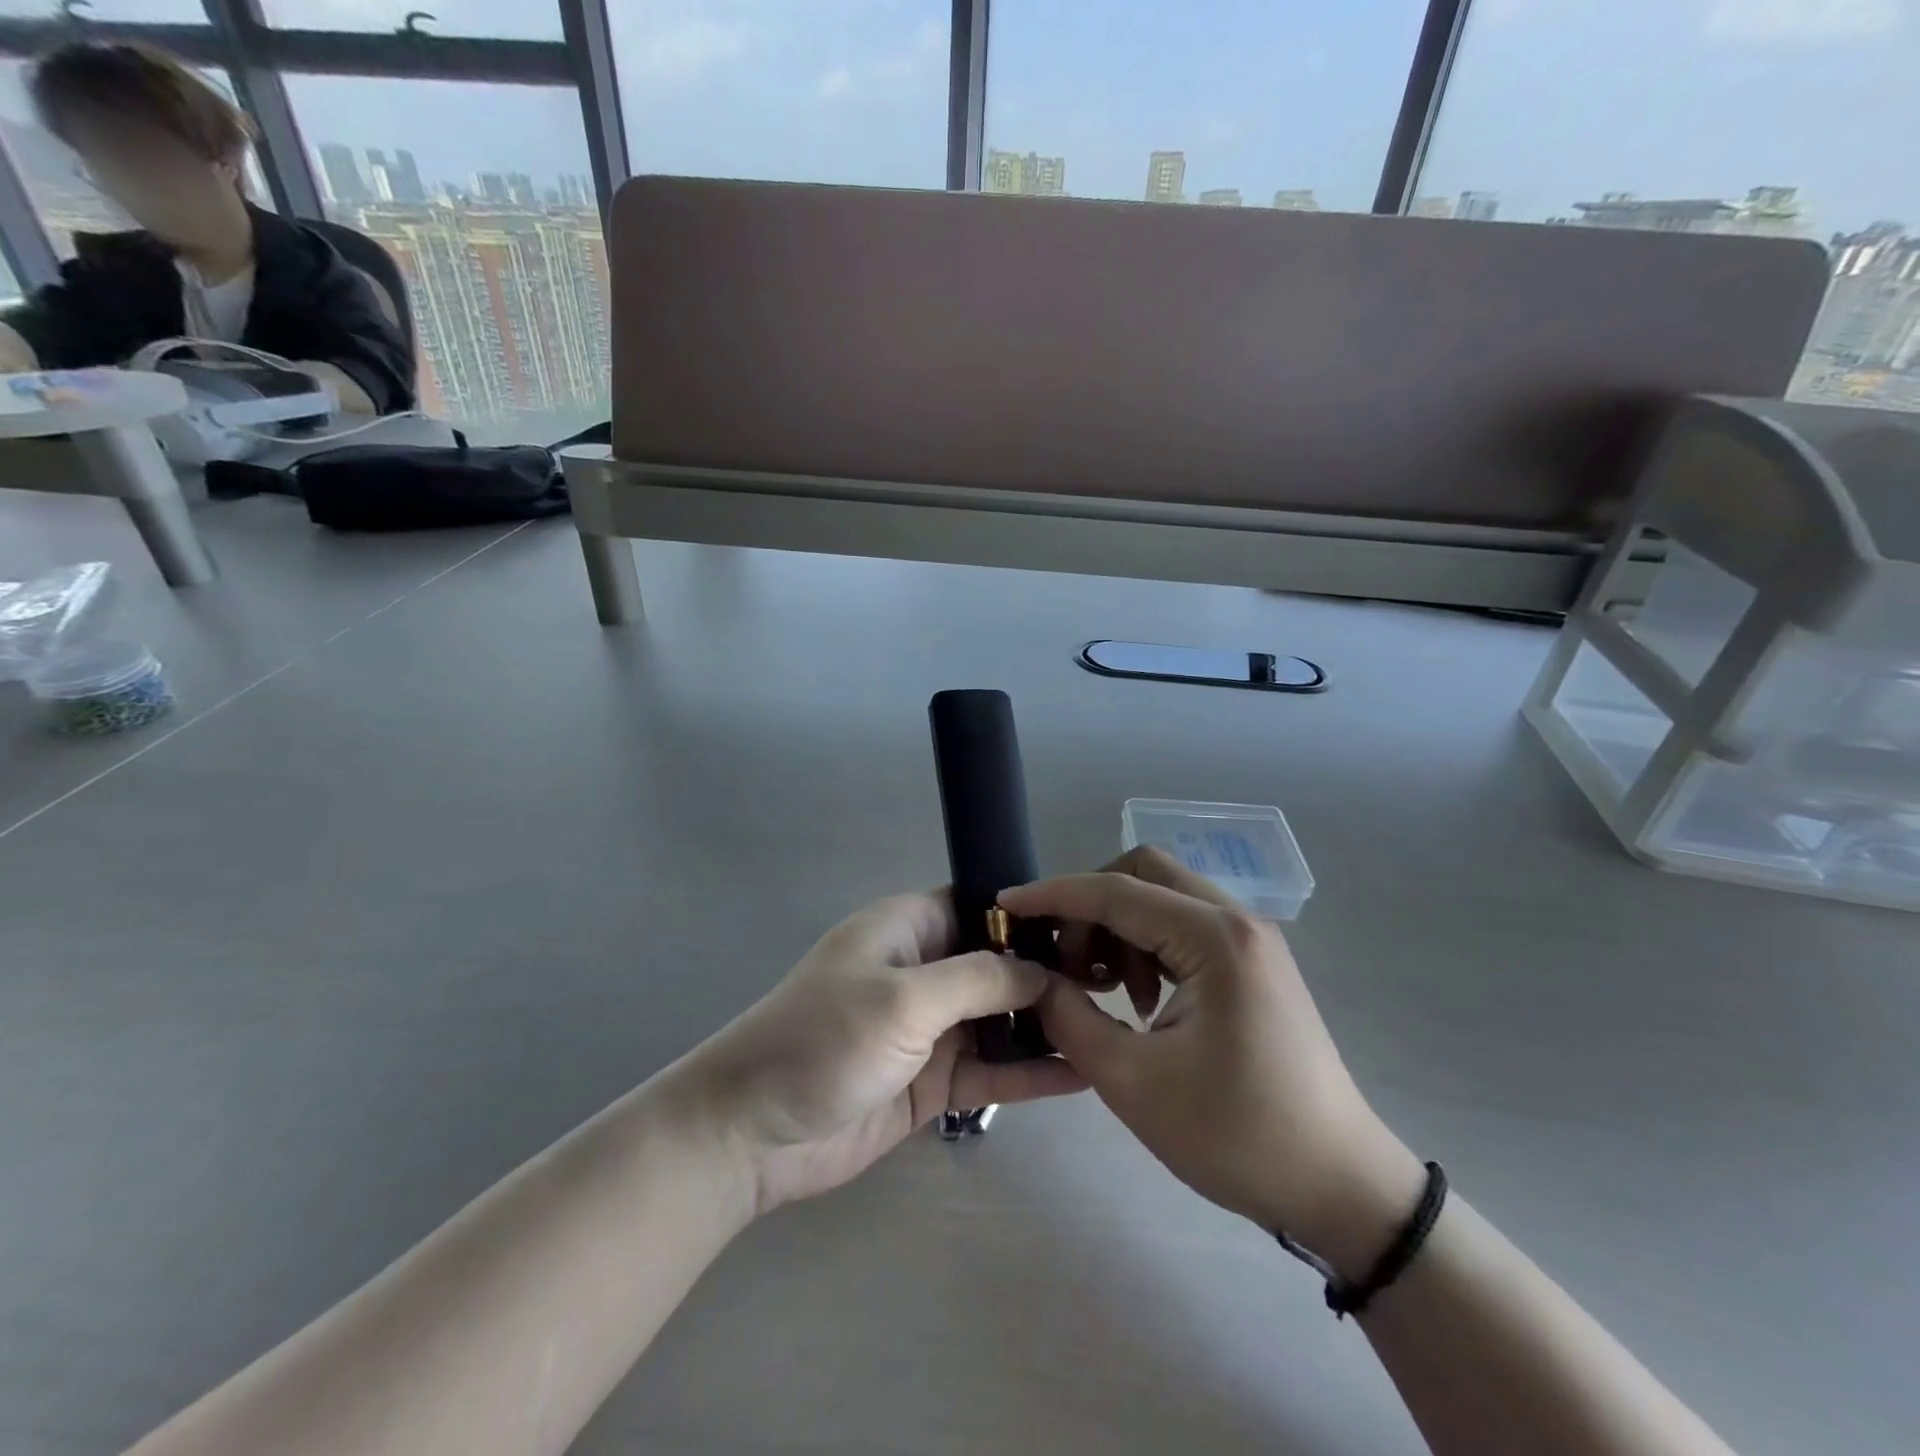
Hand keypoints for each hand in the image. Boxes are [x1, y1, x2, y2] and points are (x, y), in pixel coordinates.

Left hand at [675, 892, 1087, 1215]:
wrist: (751, 1134)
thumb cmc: (823, 1040)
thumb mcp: (903, 998)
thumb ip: (977, 980)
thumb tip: (1041, 970)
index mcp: (908, 928)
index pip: (981, 906)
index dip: (1029, 916)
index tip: (1086, 932)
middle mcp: (923, 971)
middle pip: (997, 965)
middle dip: (1047, 974)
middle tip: (1115, 988)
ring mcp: (928, 1029)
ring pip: (999, 1019)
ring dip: (1044, 1025)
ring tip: (1110, 1029)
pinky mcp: (932, 1082)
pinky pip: (991, 1070)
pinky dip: (1029, 1072)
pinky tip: (1082, 1077)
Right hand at [1002, 849, 1424, 1276]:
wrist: (1339, 1188)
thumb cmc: (1236, 1135)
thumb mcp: (1131, 1081)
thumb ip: (1068, 1017)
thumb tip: (1031, 978)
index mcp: (1214, 938)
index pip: (1116, 891)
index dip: (1054, 895)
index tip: (1007, 906)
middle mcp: (1236, 921)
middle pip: (1143, 874)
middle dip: (1091, 908)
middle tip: (1065, 962)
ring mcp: (1250, 940)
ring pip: (1162, 898)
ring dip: (1119, 929)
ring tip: (1104, 992)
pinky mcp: (1252, 963)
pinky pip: (1184, 928)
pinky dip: (1147, 947)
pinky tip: (1139, 1001)